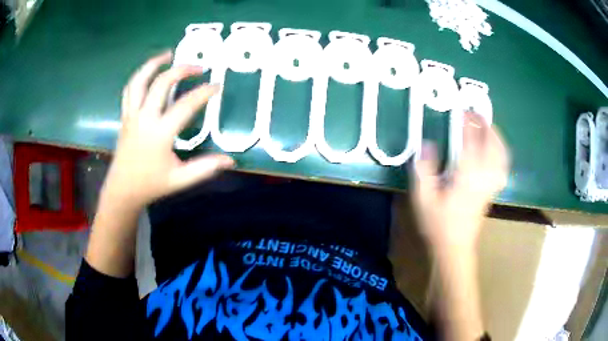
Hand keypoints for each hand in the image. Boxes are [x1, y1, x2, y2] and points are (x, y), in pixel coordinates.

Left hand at [102, 51, 233, 209]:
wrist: (123, 190)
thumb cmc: (151, 184)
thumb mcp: (180, 180)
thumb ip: (205, 168)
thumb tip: (230, 161)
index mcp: (159, 134)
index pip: (185, 105)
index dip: (203, 93)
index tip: (217, 86)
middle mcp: (144, 119)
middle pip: (161, 83)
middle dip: (181, 70)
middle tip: (198, 67)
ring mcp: (132, 115)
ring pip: (139, 81)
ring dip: (153, 64)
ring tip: (168, 54)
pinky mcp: (125, 116)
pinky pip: (130, 89)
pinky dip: (140, 76)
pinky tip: (150, 72)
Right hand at [412, 112, 508, 249]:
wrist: (454, 246)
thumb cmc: (437, 223)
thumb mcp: (423, 197)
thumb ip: (424, 169)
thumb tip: (427, 144)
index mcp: (466, 176)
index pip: (470, 142)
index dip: (467, 124)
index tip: (462, 111)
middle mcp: (483, 177)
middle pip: (492, 146)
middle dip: (486, 126)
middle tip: (477, 114)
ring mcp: (490, 184)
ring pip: (501, 155)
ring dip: (497, 138)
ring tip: (488, 127)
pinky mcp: (492, 191)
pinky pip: (503, 167)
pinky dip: (502, 154)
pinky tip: (496, 151)